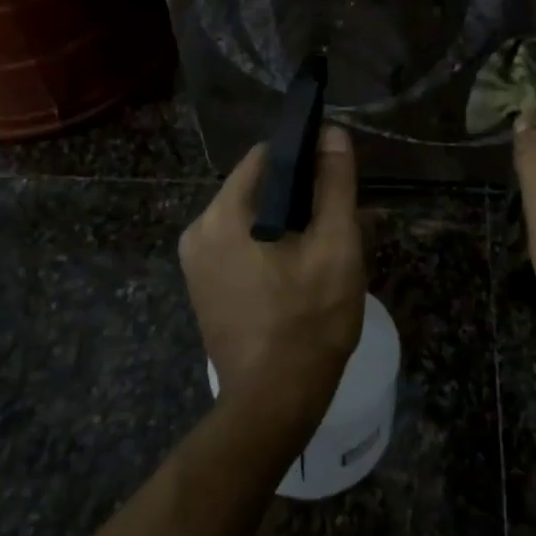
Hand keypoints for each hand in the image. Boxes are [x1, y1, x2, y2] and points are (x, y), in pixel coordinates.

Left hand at [180, 126, 366, 412]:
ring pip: (252, 219)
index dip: (305, 157)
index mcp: (222, 215)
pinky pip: (241, 247)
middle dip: (300, 197)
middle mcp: (198, 232)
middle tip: (338, 222)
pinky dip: (270, 247)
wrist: (275, 402)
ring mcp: (196, 264)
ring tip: (324, 249)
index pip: (265, 157)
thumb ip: (334, 184)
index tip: (336, 176)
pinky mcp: (204, 289)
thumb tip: (331, 132)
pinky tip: (301, 271)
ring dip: (288, 224)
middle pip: (258, 188)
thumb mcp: (335, 245)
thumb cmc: (309, 320)